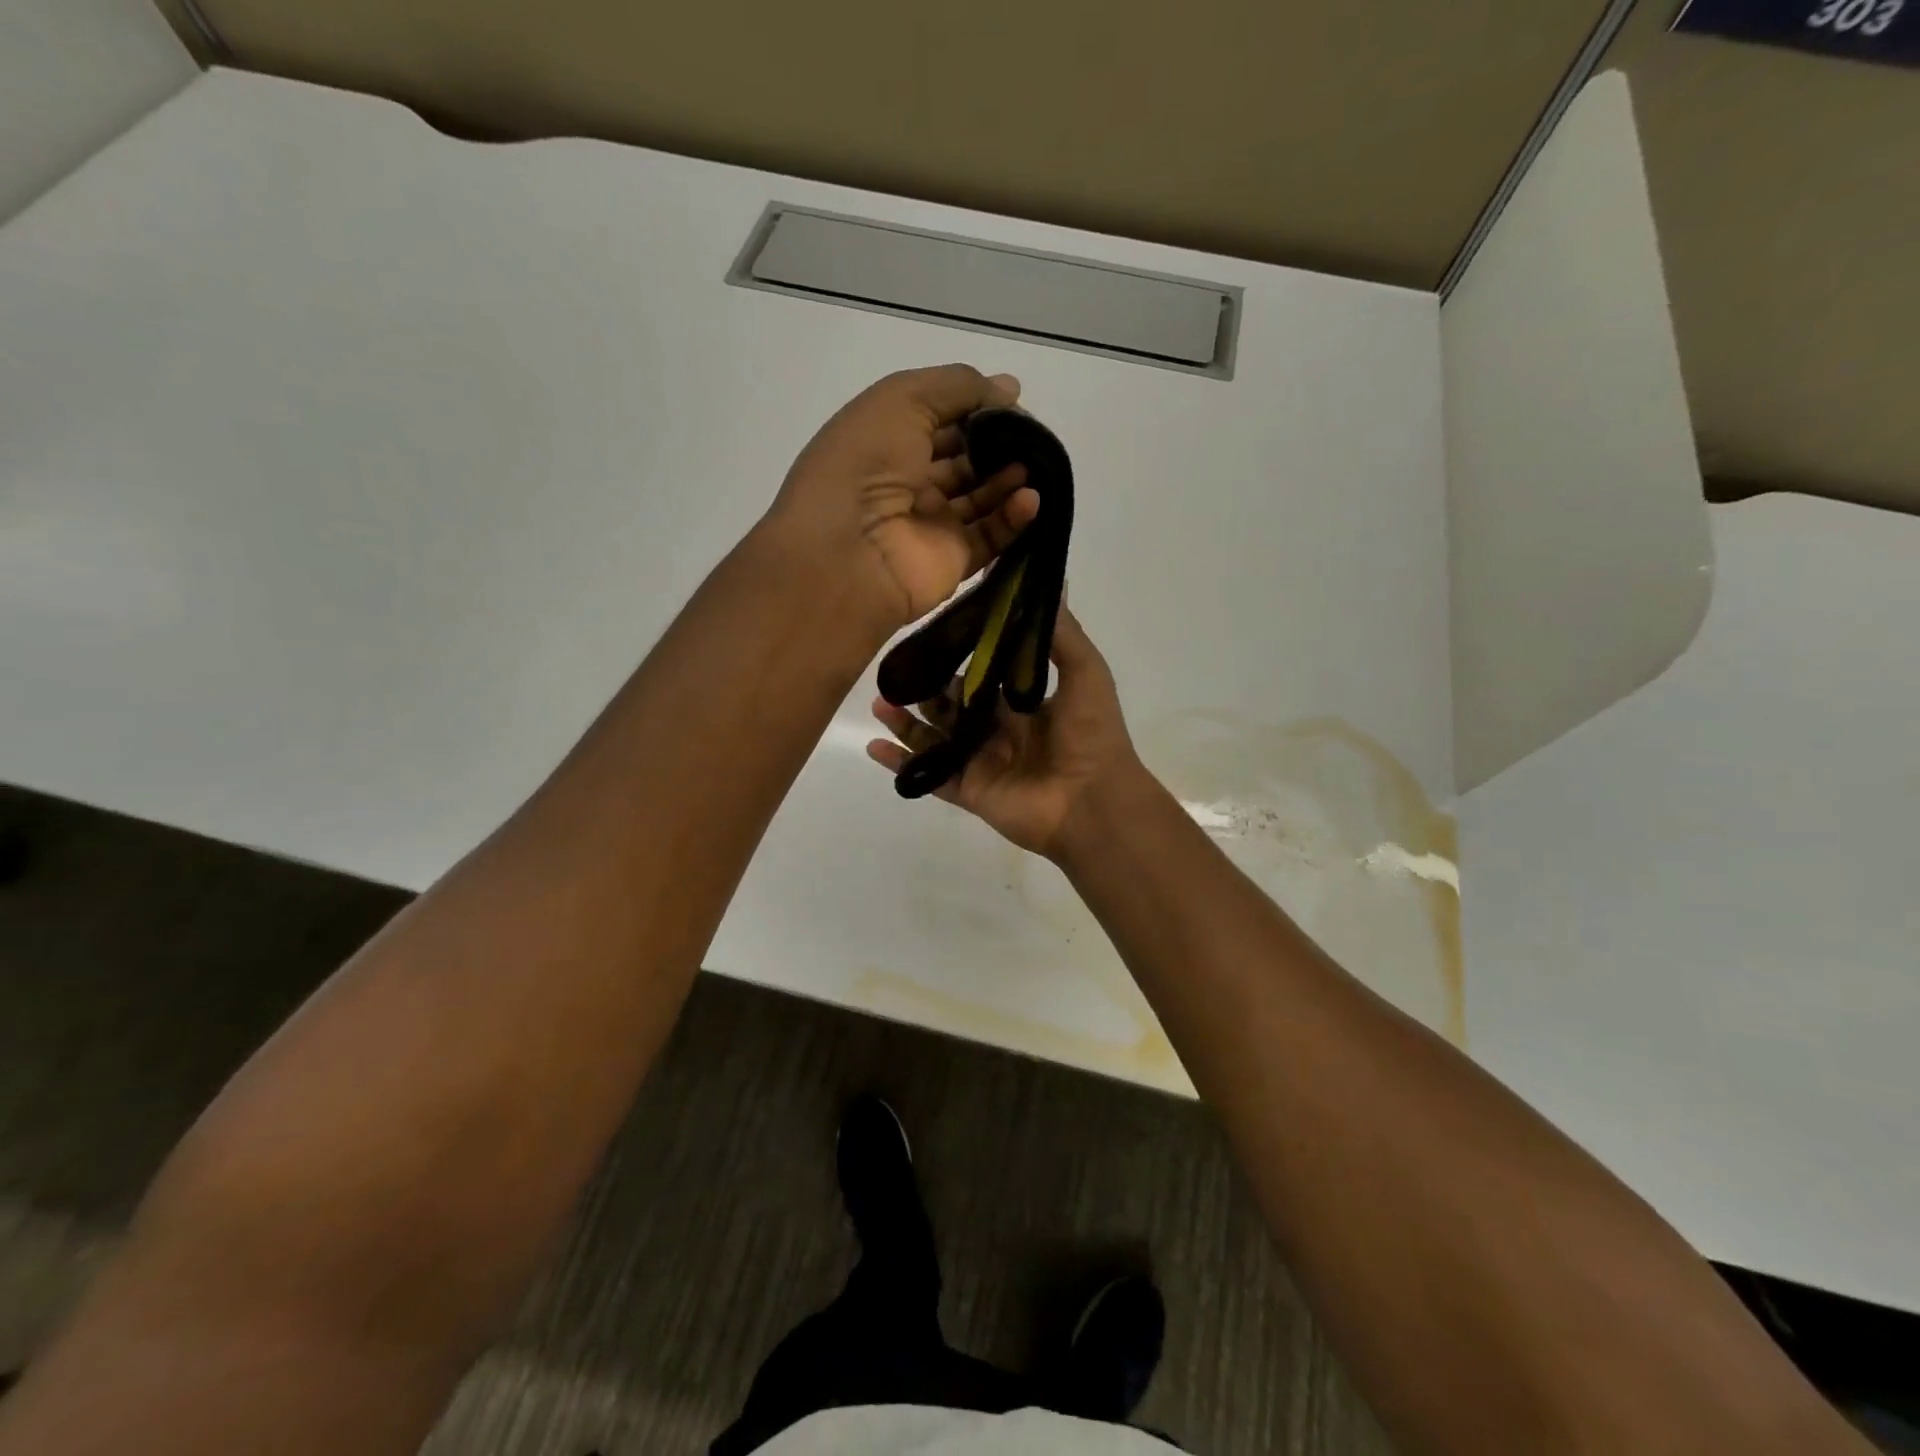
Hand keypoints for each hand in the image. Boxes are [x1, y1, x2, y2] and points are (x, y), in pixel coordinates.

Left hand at [766, 365, 1041, 635]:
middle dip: (1000, 444)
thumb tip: (1009, 389)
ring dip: (1010, 478)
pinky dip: (1015, 517)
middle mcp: (908, 483)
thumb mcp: (903, 399)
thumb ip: (959, 386)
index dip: (976, 408)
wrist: (845, 554)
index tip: (1013, 401)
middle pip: (965, 459)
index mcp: (886, 441)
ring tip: (1034, 466)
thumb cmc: (865, 464)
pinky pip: (991, 536)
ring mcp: (931, 524)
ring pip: (982, 497)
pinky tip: (1030, 500)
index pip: (940, 419)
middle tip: (1032, 437)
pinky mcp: (952, 562)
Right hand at [865, 607, 1145, 858]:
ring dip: (904, 721)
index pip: (980, 675)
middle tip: (892, 669)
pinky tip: (874, 746)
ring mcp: (979, 762)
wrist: (1094, 802)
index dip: (955, 657)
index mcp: (1021, 704)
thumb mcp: (1085, 672)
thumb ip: (1061, 633)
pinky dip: (900, 763)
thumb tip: (1049, 579)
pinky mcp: (967, 790)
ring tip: (879, 702)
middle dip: (922, 688)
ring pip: (932, 738)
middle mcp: (996, 731)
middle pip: (949, 706)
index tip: (928, 633)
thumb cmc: (1091, 734)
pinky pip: (927, 775)